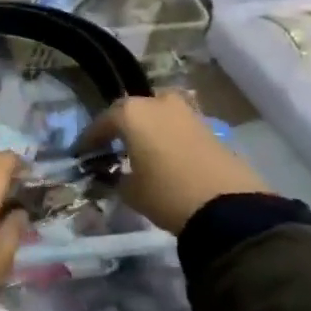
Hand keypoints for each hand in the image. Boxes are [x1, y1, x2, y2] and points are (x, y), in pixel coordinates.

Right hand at [78, 93, 267, 235]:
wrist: (228, 207)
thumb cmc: (167, 194)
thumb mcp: (130, 191)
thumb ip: (115, 178)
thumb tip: (111, 175)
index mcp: (131, 113)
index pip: (102, 122)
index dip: (90, 139)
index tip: (81, 152)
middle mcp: (157, 103)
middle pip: (132, 110)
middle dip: (121, 126)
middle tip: (113, 146)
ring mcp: (187, 112)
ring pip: (159, 114)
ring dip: (149, 128)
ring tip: (142, 149)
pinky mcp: (210, 127)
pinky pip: (179, 126)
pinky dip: (169, 136)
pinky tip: (166, 155)